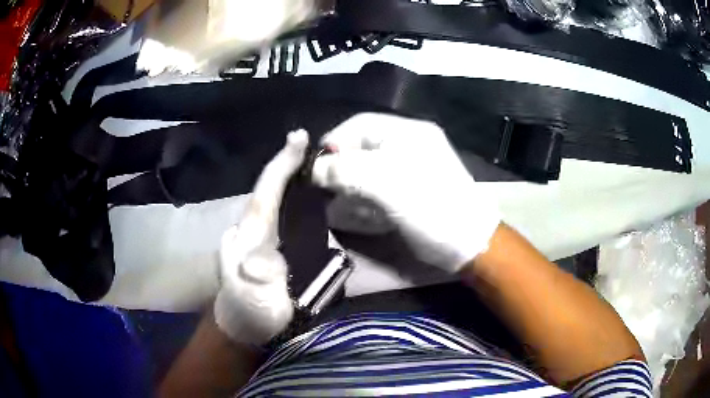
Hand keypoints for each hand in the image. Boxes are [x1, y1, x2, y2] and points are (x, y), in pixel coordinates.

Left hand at [214, 130, 308, 343]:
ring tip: (315, 159)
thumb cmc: (249, 315)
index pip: (265, 193)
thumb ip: (255, 283)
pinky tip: (308, 191)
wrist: (245, 328)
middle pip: (268, 188)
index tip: (298, 137)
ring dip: (291, 175)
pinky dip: (293, 196)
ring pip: (274, 197)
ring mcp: (259, 236)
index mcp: (250, 236)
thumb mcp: (252, 303)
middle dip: (288, 162)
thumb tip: (261, 256)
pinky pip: (281, 212)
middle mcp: (252, 228)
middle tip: (313, 144)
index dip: (281, 164)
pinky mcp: (268, 245)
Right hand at [312, 113, 499, 272]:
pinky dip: (365, 197)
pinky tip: (359, 213)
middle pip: (363, 147)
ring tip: (340, 205)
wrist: (468, 243)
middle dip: (341, 168)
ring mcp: (412, 166)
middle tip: (327, 190)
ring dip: (351, 186)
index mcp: (407, 132)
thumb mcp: (385, 185)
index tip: (315, 168)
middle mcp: (409, 144)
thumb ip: (345, 171)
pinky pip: (380, 185)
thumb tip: (314, 168)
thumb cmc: (430, 208)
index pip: (359, 124)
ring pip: (369, 167)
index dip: (334, 142)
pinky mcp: (412, 189)